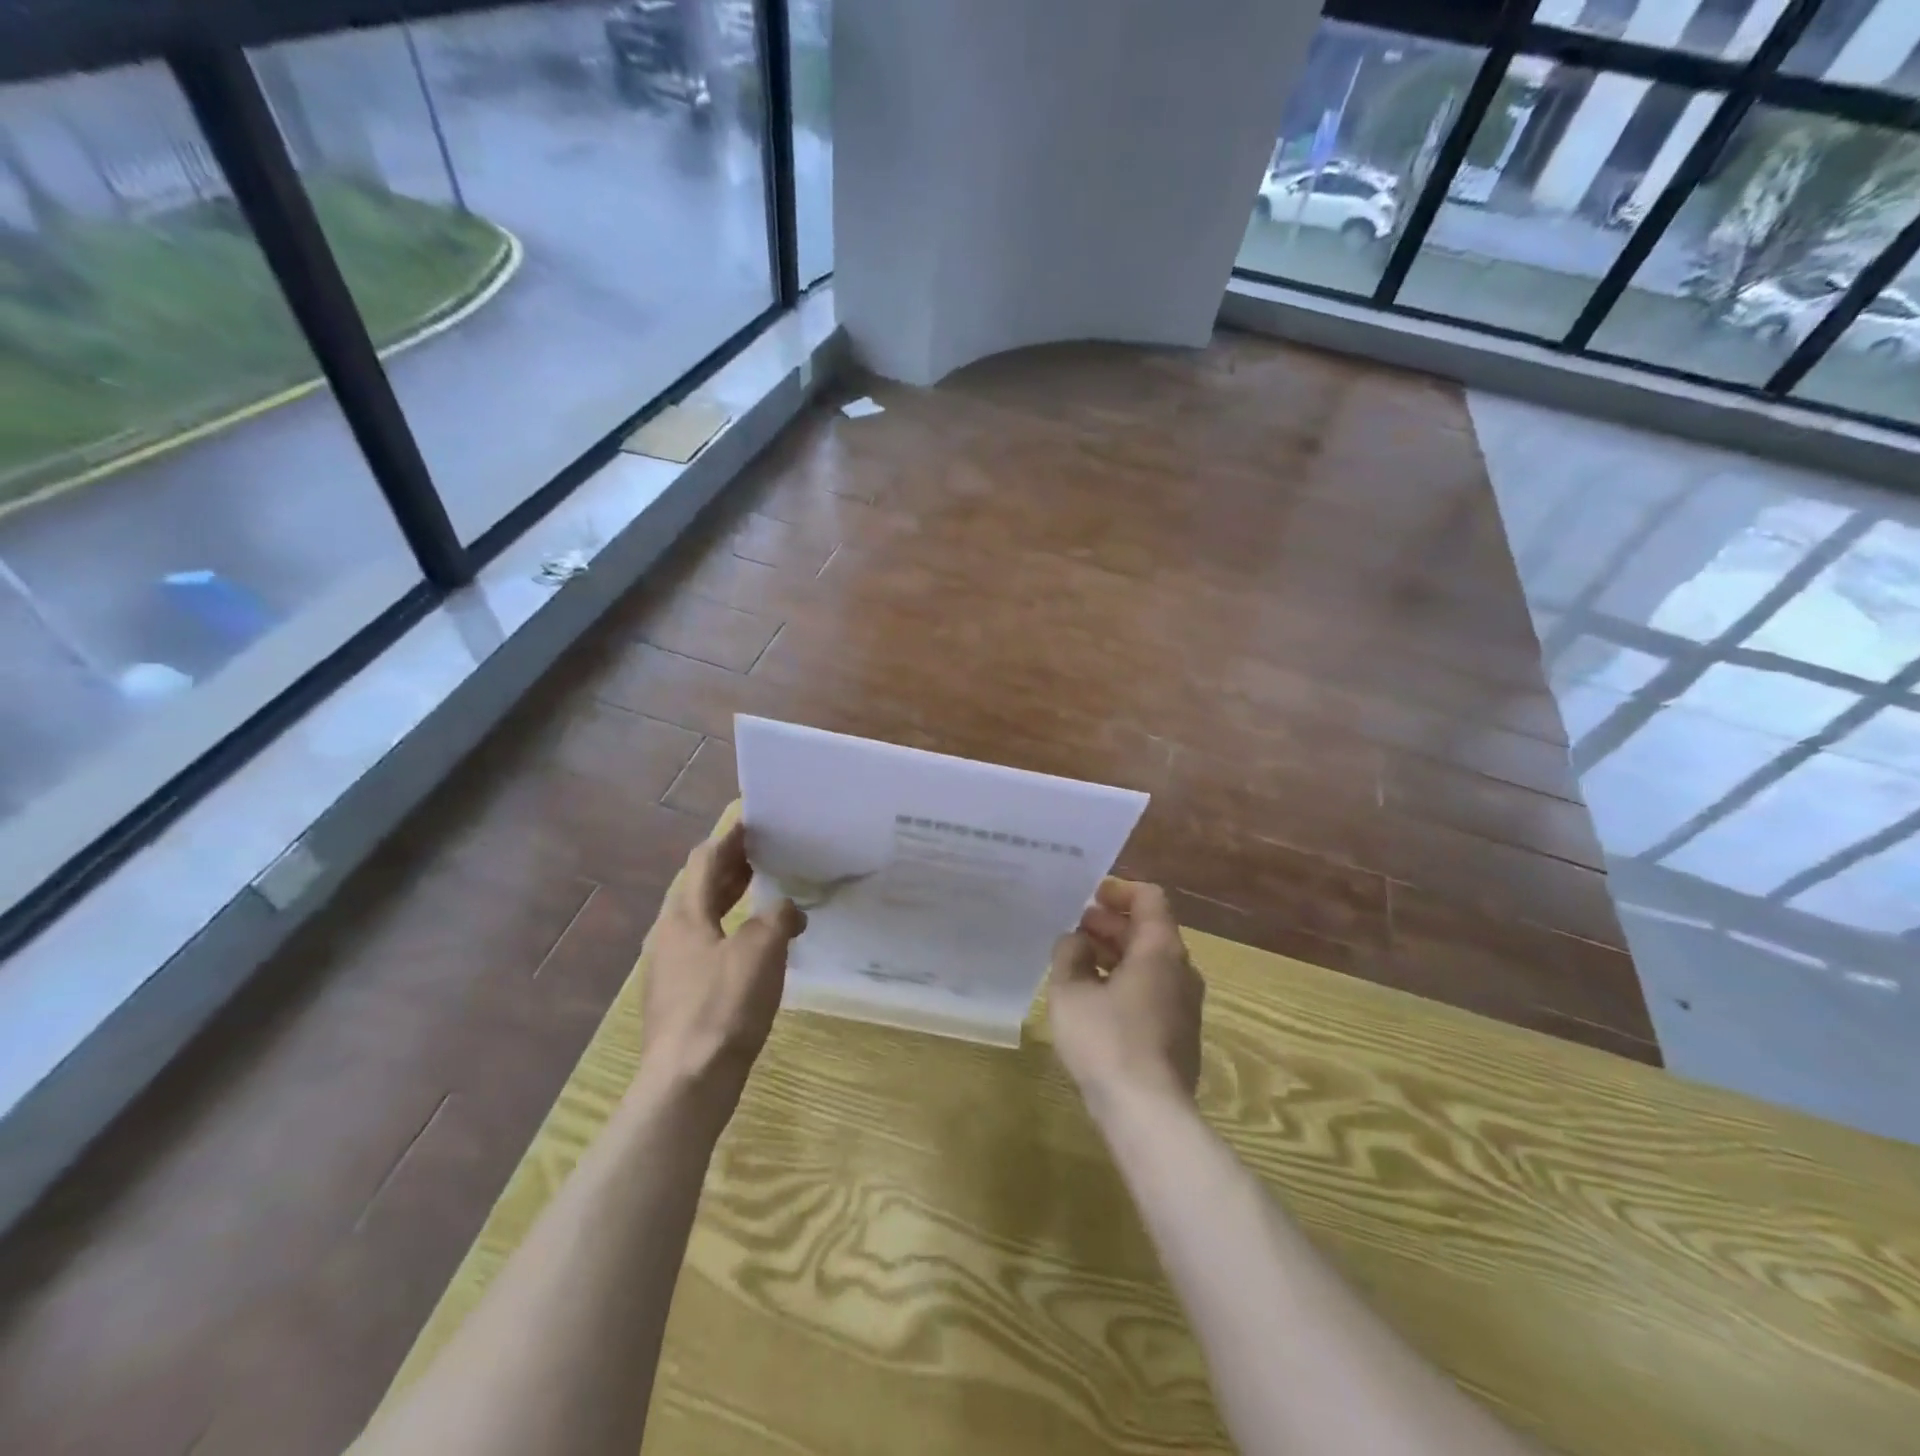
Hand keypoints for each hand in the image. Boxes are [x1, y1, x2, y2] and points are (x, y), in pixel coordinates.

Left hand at [637, 820, 805, 1108]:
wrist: (687, 1082)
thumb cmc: (723, 1007)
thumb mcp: (761, 951)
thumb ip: (777, 918)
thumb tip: (787, 909)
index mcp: (684, 915)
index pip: (704, 860)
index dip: (729, 837)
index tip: (752, 820)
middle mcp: (670, 934)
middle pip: (699, 887)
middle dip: (731, 866)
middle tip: (765, 850)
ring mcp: (672, 967)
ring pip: (702, 917)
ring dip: (731, 898)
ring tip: (763, 888)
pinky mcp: (681, 995)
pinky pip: (707, 945)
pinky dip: (731, 930)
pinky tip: (755, 943)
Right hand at [1048, 879, 1204, 1110]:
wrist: (1148, 1113)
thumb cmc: (1106, 1041)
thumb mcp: (1070, 992)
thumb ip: (1069, 955)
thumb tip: (1075, 941)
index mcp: (1160, 950)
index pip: (1150, 899)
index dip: (1120, 890)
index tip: (1092, 895)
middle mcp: (1181, 970)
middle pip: (1150, 930)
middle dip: (1113, 923)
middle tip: (1077, 926)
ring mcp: (1185, 1004)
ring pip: (1152, 962)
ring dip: (1118, 952)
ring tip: (1080, 958)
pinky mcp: (1180, 1034)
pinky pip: (1154, 989)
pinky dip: (1127, 979)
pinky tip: (1096, 996)